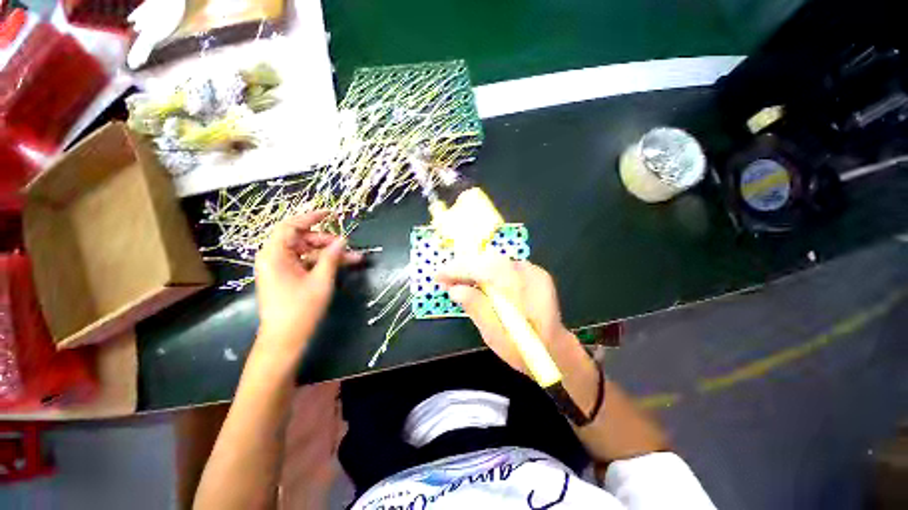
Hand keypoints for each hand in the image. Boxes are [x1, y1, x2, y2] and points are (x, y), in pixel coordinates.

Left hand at [254, 211, 361, 358]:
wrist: (284, 340)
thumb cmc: (301, 309)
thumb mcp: (321, 281)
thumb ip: (331, 257)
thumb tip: (342, 239)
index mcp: (275, 255)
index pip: (290, 226)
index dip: (311, 217)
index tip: (331, 214)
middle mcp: (274, 258)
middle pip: (302, 239)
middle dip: (326, 241)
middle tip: (347, 246)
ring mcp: (281, 268)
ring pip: (307, 252)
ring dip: (330, 253)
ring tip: (354, 258)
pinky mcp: (287, 277)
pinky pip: (306, 263)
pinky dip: (323, 263)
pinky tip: (342, 265)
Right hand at [437, 254, 571, 374]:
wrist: (555, 350)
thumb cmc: (524, 350)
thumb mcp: (495, 336)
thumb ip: (476, 309)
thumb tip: (455, 289)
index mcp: (522, 291)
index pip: (485, 269)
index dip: (459, 269)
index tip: (438, 275)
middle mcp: (529, 274)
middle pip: (489, 260)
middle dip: (463, 267)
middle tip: (445, 279)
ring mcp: (534, 271)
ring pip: (496, 260)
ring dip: (473, 268)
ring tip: (457, 280)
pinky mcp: (534, 272)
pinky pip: (504, 265)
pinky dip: (486, 270)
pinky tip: (478, 282)